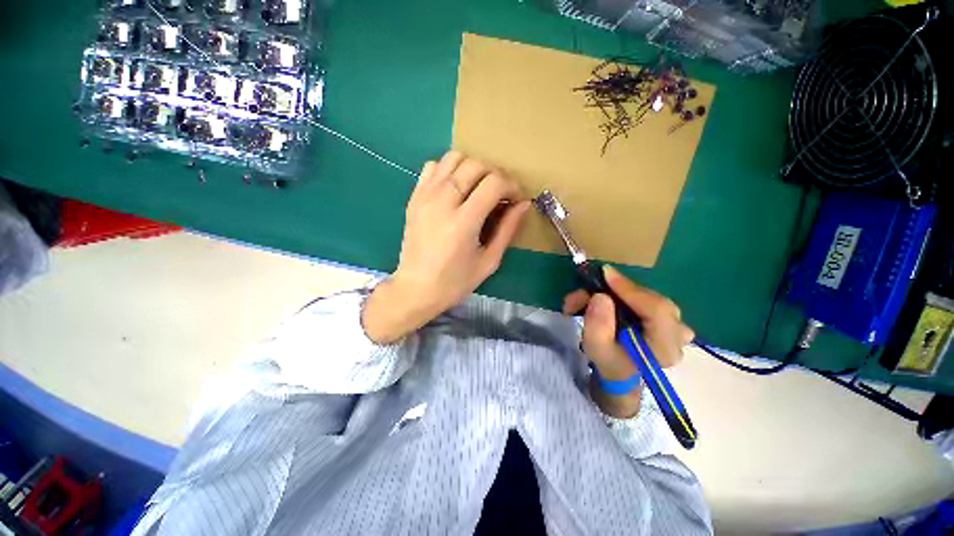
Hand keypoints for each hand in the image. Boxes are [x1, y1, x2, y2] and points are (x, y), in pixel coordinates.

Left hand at [362, 151, 530, 343]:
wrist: (416, 289)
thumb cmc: (455, 282)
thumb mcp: (489, 261)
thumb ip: (507, 230)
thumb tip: (523, 205)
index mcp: (463, 222)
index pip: (494, 183)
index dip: (511, 186)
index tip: (516, 199)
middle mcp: (442, 202)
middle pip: (475, 165)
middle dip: (496, 174)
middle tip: (501, 193)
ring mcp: (425, 197)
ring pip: (453, 158)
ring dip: (473, 167)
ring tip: (479, 187)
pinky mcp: (414, 198)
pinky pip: (432, 167)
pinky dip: (449, 169)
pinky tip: (456, 188)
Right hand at [563, 266, 693, 417]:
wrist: (621, 373)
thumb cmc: (609, 364)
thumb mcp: (597, 350)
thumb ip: (598, 326)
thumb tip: (600, 296)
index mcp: (665, 347)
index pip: (657, 309)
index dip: (630, 289)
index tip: (604, 274)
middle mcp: (678, 333)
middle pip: (649, 298)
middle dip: (613, 291)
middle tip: (584, 292)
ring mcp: (675, 323)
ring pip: (643, 295)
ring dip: (612, 292)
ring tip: (582, 300)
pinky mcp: (666, 315)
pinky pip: (643, 296)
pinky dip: (620, 294)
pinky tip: (600, 299)